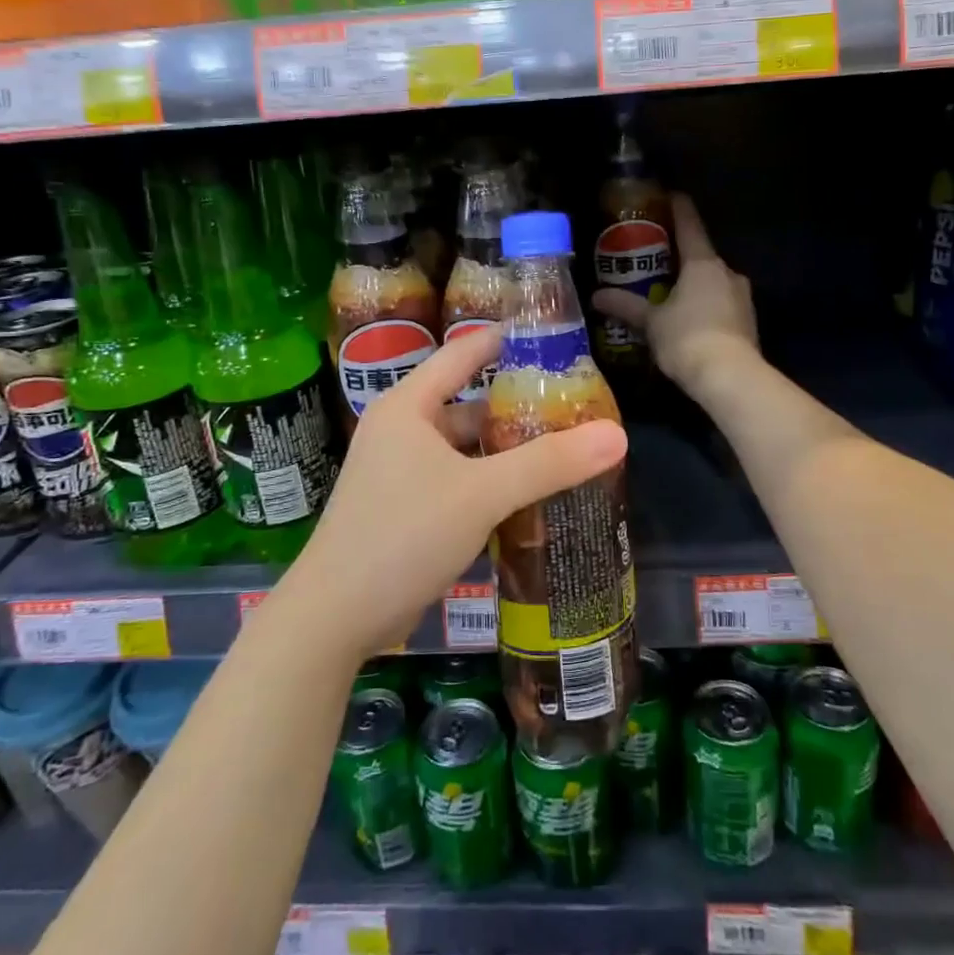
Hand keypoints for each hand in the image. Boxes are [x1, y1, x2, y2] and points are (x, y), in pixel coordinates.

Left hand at [282, 328, 627, 661]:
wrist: (335, 617)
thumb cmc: (404, 535)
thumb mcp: (482, 493)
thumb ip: (549, 463)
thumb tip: (618, 433)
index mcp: (409, 407)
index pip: (463, 354)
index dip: (505, 341)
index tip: (551, 337)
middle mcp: (402, 431)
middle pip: (469, 404)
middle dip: (517, 407)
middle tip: (573, 407)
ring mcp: (400, 473)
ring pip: (465, 449)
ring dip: (506, 451)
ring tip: (562, 450)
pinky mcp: (405, 510)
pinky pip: (458, 482)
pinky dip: (490, 483)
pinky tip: (529, 497)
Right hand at [593, 194, 759, 398]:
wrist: (730, 376)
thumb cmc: (686, 338)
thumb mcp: (651, 322)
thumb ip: (626, 306)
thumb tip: (596, 296)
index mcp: (703, 263)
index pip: (690, 225)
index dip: (678, 208)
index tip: (670, 195)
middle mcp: (728, 273)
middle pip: (702, 256)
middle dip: (682, 259)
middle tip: (658, 263)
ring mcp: (742, 297)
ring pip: (714, 283)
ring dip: (696, 286)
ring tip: (672, 297)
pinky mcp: (749, 321)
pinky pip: (723, 305)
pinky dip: (707, 308)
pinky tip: (691, 323)